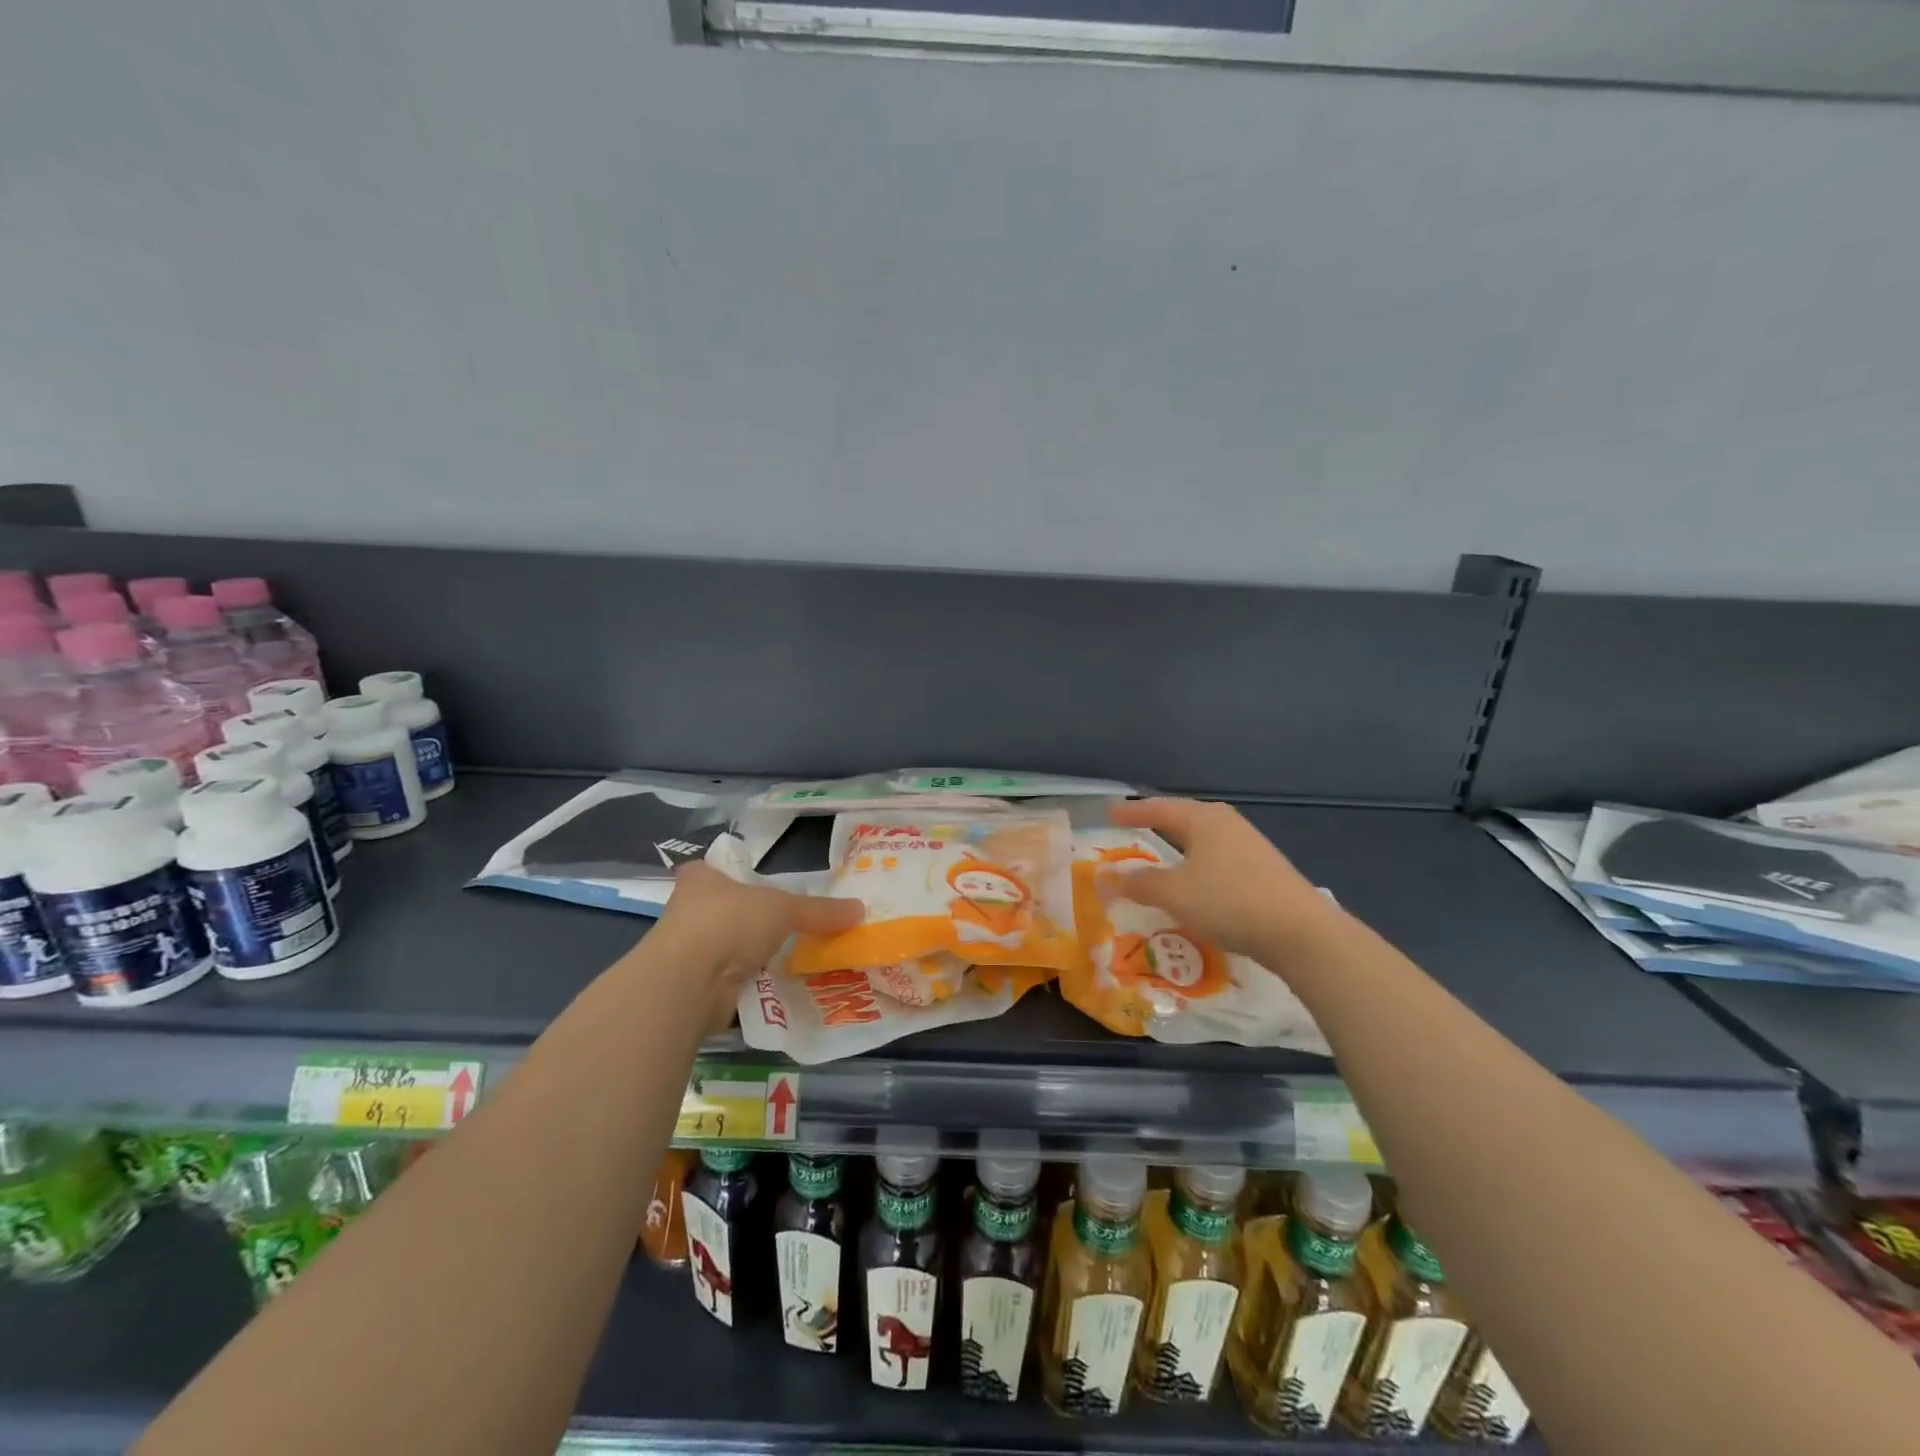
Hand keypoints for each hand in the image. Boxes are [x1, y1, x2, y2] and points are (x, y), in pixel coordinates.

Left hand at [652, 862, 863, 1033]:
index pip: (717, 868)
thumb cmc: (729, 922)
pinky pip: (734, 981)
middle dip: (755, 920)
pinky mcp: (697, 987)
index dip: (737, 874)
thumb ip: (820, 911)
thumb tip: (860, 910)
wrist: (688, 982)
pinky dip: (755, 984)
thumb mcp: (784, 908)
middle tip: (793, 925)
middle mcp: (690, 911)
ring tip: (797, 958)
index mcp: (702, 878)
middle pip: (728, 910)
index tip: (762, 885)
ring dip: (756, 955)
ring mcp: (690, 951)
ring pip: (731, 947)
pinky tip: (783, 987)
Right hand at [1106, 798, 1332, 959]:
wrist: (1301, 932)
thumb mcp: (1175, 894)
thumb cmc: (1229, 901)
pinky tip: (1198, 879)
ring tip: (1164, 852)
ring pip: (1205, 837)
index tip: (1109, 814)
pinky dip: (1199, 862)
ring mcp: (1250, 845)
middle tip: (1135, 826)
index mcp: (1203, 820)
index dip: (1132, 812)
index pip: (1158, 809)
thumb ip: (1139, 883)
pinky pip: (1219, 856)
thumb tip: (1106, 877)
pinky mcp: (1265, 869)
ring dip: (1181, 844)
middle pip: (1184, 817)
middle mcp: (1227, 824)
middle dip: (1158, 821)